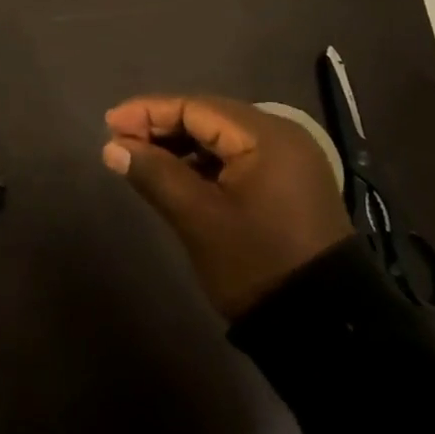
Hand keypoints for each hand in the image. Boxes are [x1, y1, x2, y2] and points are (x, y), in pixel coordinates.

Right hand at [102, 94, 352, 318]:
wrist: (325, 327)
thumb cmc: (256, 263)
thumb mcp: (198, 218)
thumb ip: (154, 173)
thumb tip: (113, 147)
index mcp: (265, 136)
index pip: (195, 107)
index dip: (148, 112)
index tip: (109, 124)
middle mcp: (282, 135)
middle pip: (209, 116)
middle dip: (162, 125)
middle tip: (120, 141)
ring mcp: (290, 160)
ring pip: (221, 137)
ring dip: (181, 144)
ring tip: (142, 158)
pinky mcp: (289, 183)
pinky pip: (237, 157)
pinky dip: (204, 162)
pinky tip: (178, 175)